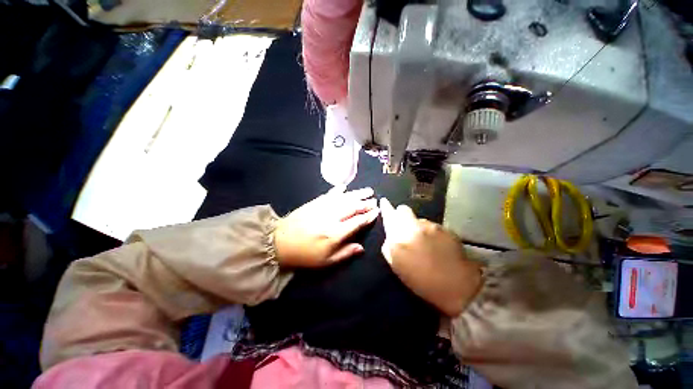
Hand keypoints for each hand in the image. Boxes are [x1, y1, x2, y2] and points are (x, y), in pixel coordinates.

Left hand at [274, 186, 378, 266]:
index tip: (377, 211)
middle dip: (365, 202)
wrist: (279, 242)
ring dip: (357, 193)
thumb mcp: (326, 261)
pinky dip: (338, 190)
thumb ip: (345, 253)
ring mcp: (322, 208)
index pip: (357, 222)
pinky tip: (344, 186)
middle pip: (353, 207)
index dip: (368, 216)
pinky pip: (329, 194)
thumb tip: (361, 248)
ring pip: (344, 198)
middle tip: (374, 199)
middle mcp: (331, 217)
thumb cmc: (305, 255)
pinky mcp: (314, 202)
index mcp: (335, 233)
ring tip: (367, 190)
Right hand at [380, 198, 481, 316]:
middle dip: (401, 215)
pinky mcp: (446, 229)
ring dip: (418, 227)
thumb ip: (389, 247)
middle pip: (404, 210)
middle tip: (405, 229)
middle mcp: (414, 227)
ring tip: (425, 244)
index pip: (389, 215)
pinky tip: (437, 246)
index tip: (384, 201)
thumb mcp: (397, 266)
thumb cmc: (422, 281)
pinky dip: (431, 233)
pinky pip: (433, 226)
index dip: (386, 208)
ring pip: (419, 219)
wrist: (458, 287)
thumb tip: (390, 236)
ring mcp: (431, 226)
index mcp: (399, 237)